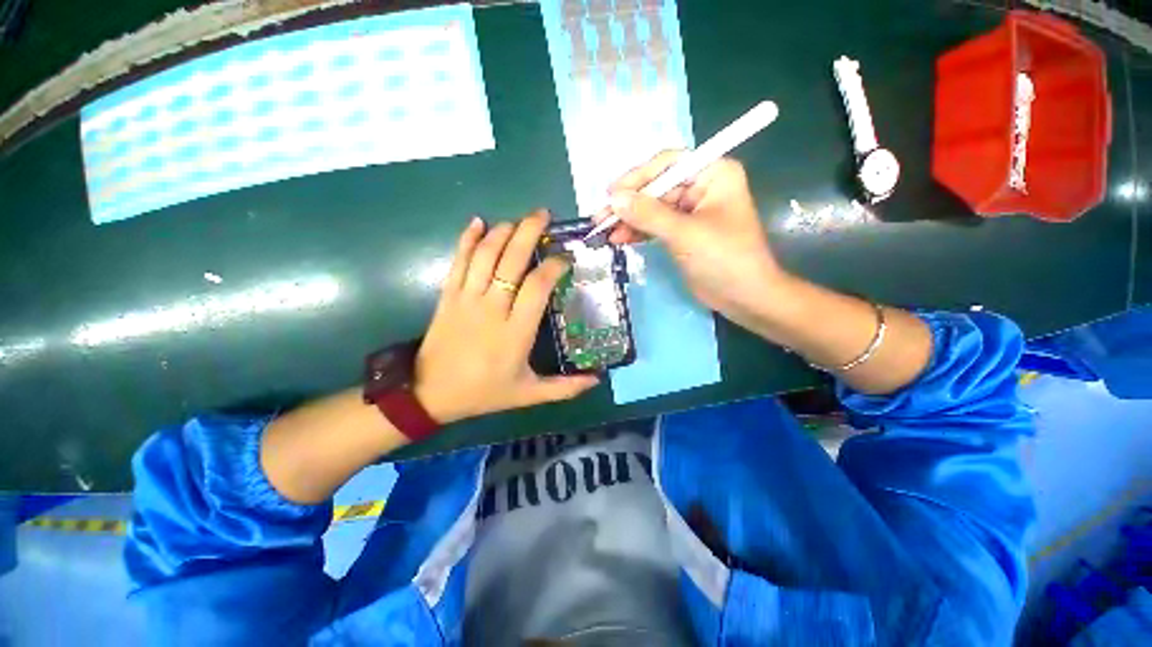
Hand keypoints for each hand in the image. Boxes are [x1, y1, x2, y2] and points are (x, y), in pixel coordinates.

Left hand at [414, 211, 598, 423]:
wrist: (429, 394)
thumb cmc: (484, 392)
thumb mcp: (528, 395)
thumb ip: (564, 388)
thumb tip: (597, 379)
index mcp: (515, 332)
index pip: (537, 286)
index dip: (554, 266)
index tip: (565, 259)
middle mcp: (492, 309)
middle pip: (511, 260)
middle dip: (529, 232)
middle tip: (544, 215)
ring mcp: (466, 299)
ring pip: (485, 255)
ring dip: (503, 231)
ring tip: (519, 220)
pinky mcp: (447, 296)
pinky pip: (458, 261)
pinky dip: (467, 239)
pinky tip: (477, 222)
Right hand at [599, 151, 785, 325]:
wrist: (744, 297)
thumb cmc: (723, 258)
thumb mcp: (684, 233)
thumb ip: (648, 214)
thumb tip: (614, 199)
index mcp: (713, 173)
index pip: (668, 163)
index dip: (638, 176)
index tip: (612, 193)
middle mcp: (702, 186)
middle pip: (657, 187)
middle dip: (629, 203)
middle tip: (600, 218)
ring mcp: (691, 211)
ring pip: (652, 208)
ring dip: (629, 219)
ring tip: (604, 232)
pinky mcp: (683, 232)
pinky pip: (655, 225)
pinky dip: (638, 231)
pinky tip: (620, 238)